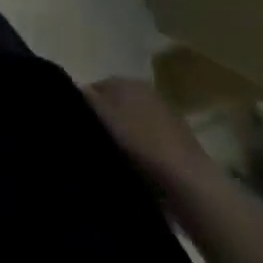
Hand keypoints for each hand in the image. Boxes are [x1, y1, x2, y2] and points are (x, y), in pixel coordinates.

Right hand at [84, 76, 216, 196]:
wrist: (189, 182)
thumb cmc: (140, 143)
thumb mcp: (102, 115)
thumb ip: (83, 97)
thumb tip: (73, 89)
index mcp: (126, 81)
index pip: (92, 88)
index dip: (80, 108)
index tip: (75, 130)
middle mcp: (145, 91)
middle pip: (111, 105)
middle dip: (101, 122)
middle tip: (90, 145)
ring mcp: (164, 115)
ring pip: (129, 124)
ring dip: (120, 137)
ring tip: (110, 160)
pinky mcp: (176, 141)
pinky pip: (146, 141)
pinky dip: (138, 151)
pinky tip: (134, 169)